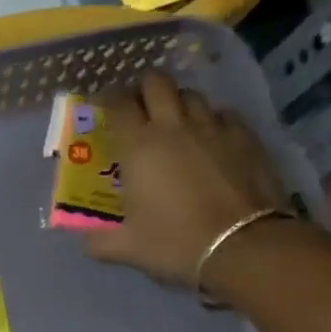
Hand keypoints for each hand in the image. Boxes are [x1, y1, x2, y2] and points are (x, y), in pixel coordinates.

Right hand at [83, 73, 286, 287]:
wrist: (243, 246)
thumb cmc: (176, 243)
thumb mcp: (127, 248)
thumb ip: (99, 241)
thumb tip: (86, 239)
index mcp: (138, 146)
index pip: (118, 104)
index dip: (108, 101)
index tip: (105, 111)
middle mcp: (173, 126)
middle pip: (156, 83)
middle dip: (144, 90)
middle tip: (140, 111)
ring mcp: (212, 127)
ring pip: (191, 95)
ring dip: (178, 103)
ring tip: (176, 124)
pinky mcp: (245, 136)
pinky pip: (223, 115)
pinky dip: (212, 121)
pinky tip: (211, 140)